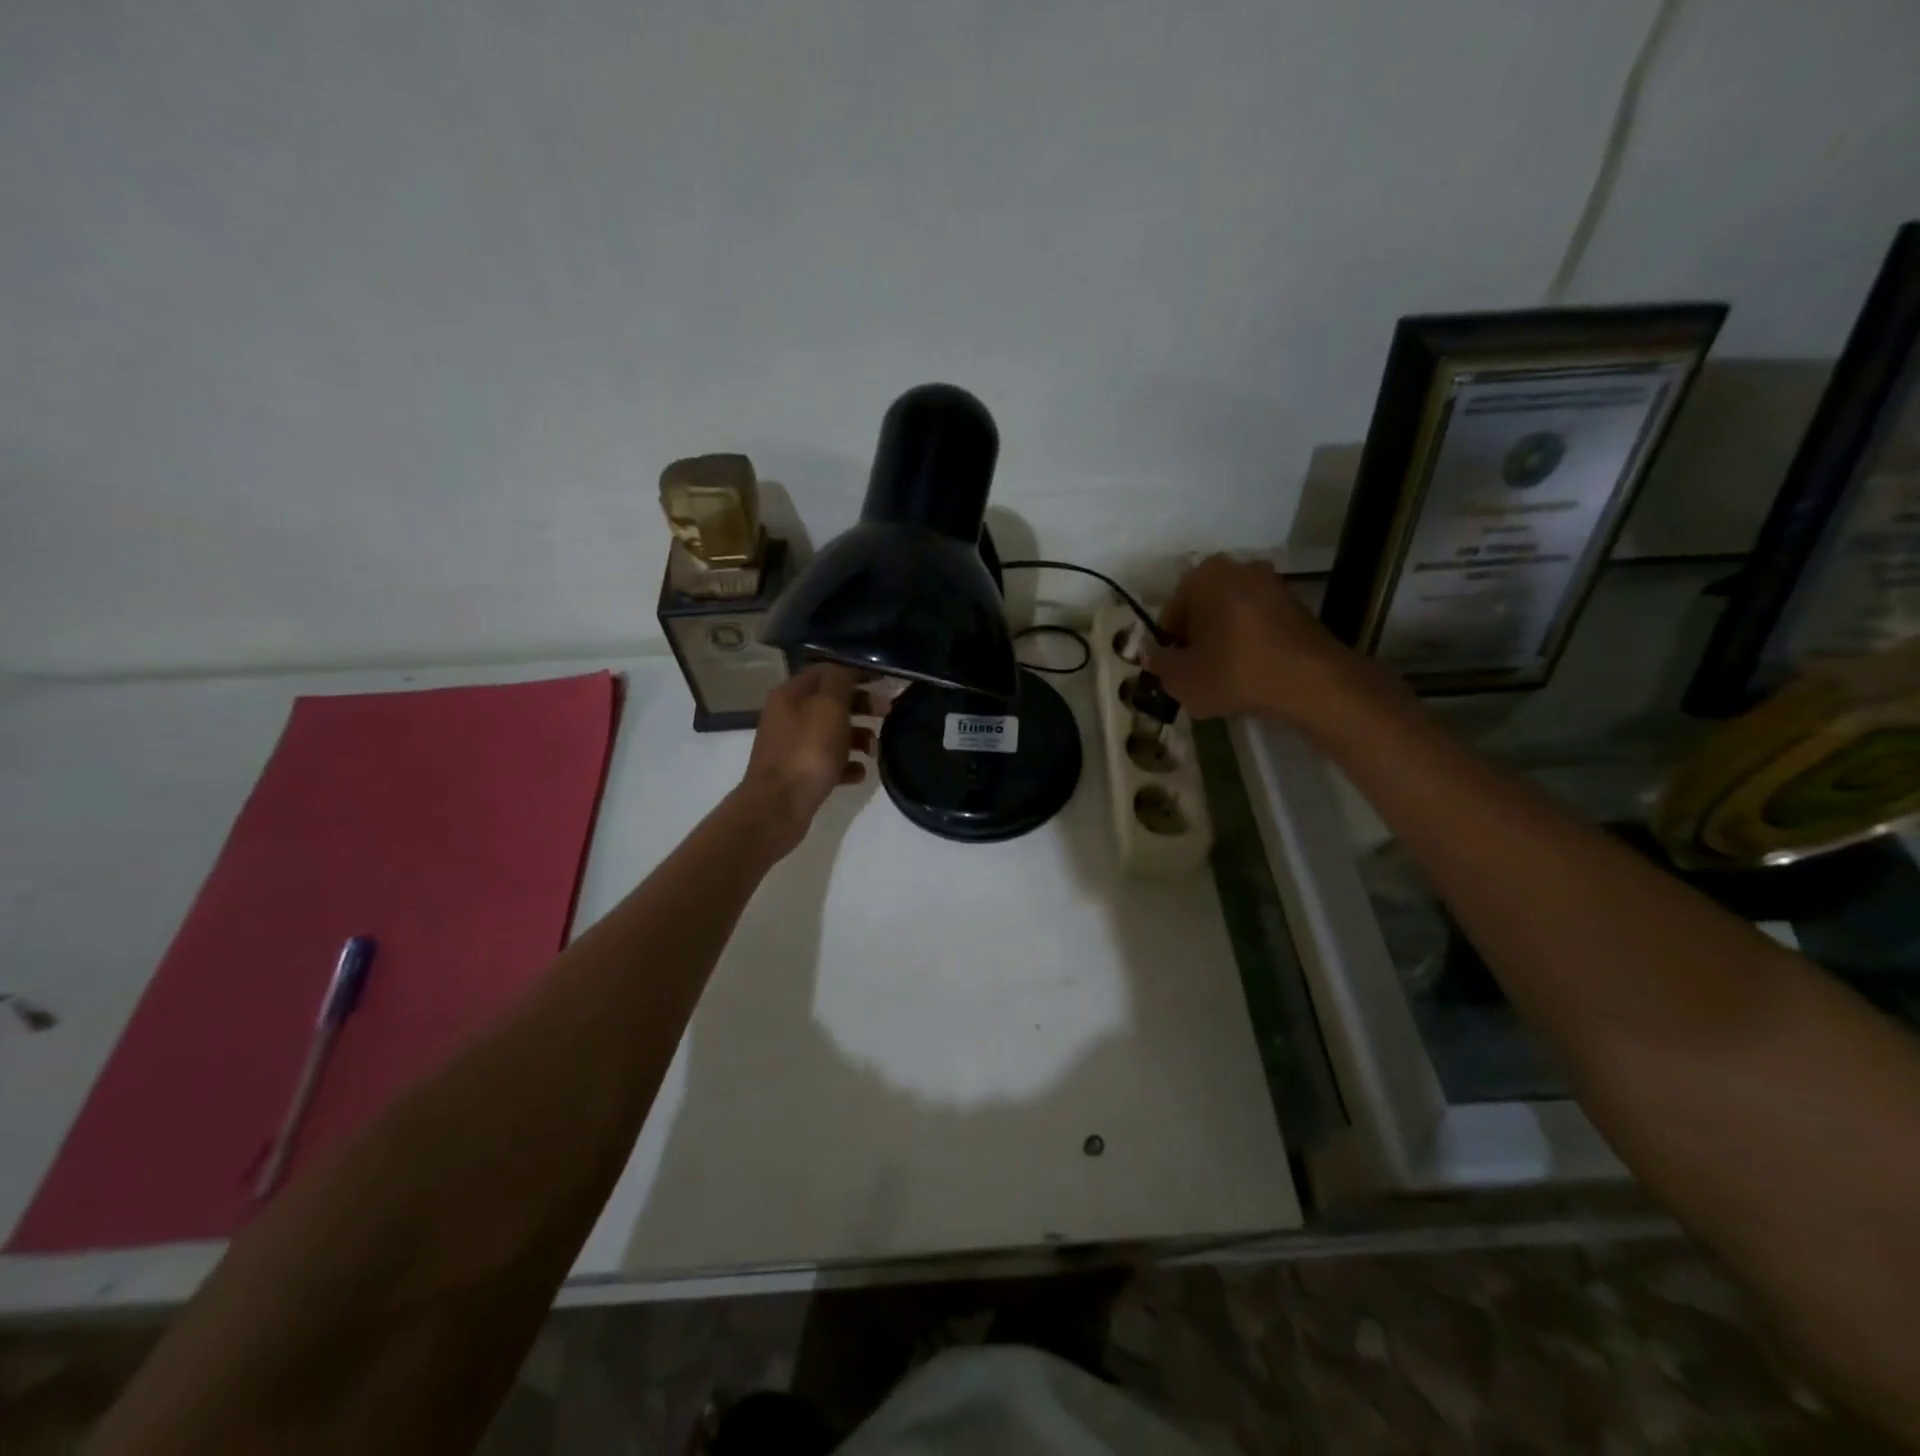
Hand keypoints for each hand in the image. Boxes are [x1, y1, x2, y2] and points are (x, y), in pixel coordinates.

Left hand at [736, 663, 881, 856]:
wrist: (778, 806)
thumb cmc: (807, 751)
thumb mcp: (828, 707)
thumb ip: (840, 681)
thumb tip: (846, 671)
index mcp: (791, 694)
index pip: (827, 671)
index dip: (856, 672)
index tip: (884, 680)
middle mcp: (788, 716)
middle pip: (831, 702)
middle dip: (861, 705)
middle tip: (887, 712)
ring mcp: (792, 746)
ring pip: (832, 733)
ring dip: (858, 737)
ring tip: (875, 749)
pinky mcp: (799, 773)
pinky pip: (829, 762)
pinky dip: (847, 764)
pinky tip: (859, 773)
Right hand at [1146, 554, 1372, 726]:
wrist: (1310, 682)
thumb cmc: (1234, 673)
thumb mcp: (1180, 678)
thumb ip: (1157, 662)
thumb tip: (1148, 653)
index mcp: (1202, 576)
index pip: (1171, 613)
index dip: (1169, 646)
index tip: (1175, 671)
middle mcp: (1236, 568)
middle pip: (1201, 610)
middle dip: (1196, 639)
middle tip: (1197, 673)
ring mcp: (1271, 582)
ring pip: (1230, 615)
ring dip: (1223, 640)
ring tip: (1224, 676)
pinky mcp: (1295, 603)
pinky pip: (1257, 622)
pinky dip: (1249, 642)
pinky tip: (1250, 671)